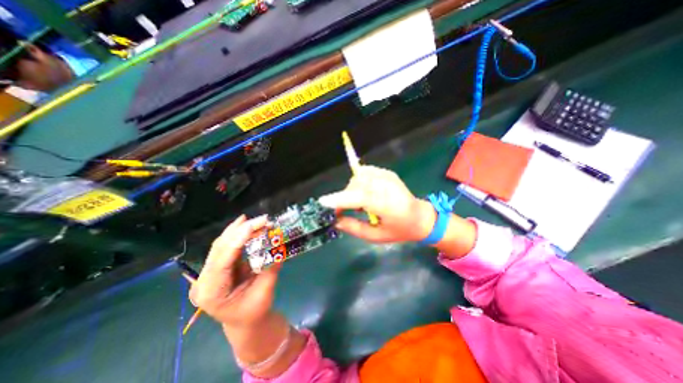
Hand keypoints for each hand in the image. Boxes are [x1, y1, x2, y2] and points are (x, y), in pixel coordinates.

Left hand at [186, 215, 279, 329]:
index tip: (254, 224)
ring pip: (222, 244)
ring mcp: (209, 273)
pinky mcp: (218, 267)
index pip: (222, 261)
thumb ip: (271, 269)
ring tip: (257, 221)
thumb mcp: (265, 293)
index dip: (238, 240)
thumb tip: (280, 248)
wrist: (245, 322)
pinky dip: (239, 235)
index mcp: (211, 293)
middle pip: (219, 248)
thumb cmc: (254, 312)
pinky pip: (227, 247)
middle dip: (241, 230)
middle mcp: (204, 281)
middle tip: (262, 219)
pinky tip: (247, 226)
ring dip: (240, 230)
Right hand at [318, 167, 434, 243]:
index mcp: (388, 205)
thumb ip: (354, 228)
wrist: (419, 216)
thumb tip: (335, 220)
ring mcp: (388, 176)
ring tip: (360, 202)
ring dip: (353, 189)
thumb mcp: (376, 236)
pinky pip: (365, 172)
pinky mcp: (387, 172)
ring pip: (359, 177)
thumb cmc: (399, 230)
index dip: (341, 199)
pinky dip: (359, 182)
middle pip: (356, 185)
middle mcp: (388, 187)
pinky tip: (366, 192)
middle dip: (346, 196)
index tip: (324, 202)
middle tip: (346, 210)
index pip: (361, 198)